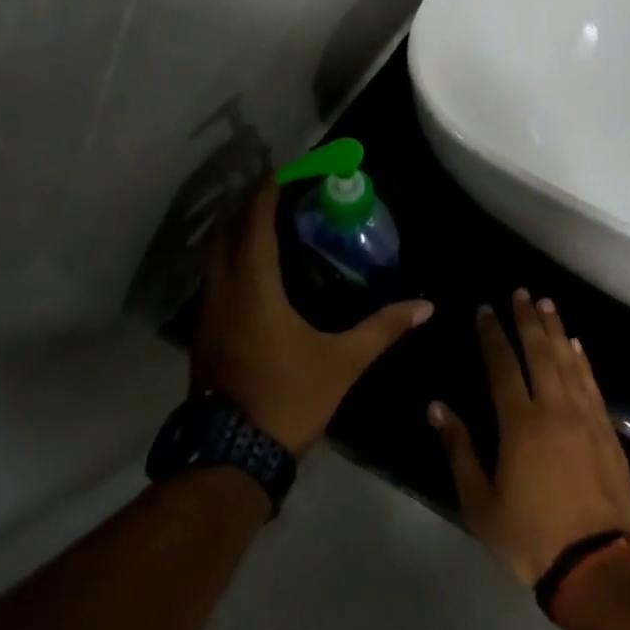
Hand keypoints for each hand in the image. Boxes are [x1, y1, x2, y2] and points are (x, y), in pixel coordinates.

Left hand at [192, 182, 432, 453]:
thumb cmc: (288, 398)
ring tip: (268, 224)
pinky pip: (214, 278)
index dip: (268, 193)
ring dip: (235, 232)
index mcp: (254, 288)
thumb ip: (383, 328)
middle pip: (225, 231)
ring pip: (213, 256)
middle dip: (248, 205)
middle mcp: (223, 292)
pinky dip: (230, 259)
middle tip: (280, 193)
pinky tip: (255, 270)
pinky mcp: (204, 334)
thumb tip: (426, 306)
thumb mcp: (343, 362)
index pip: (254, 223)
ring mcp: (207, 314)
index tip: (288, 173)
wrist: (231, 457)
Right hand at [429, 290, 629, 585]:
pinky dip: (582, 360)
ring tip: (547, 304)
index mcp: (520, 423)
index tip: (485, 309)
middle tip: (521, 292)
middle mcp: (554, 409)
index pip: (503, 365)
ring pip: (568, 361)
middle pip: (539, 352)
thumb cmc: (529, 536)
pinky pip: (592, 384)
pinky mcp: (607, 431)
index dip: (493, 335)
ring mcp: (585, 417)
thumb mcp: (480, 503)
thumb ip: (459, 450)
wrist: (595, 563)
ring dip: (556, 330)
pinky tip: (576, 345)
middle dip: (527, 319)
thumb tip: (437, 407)